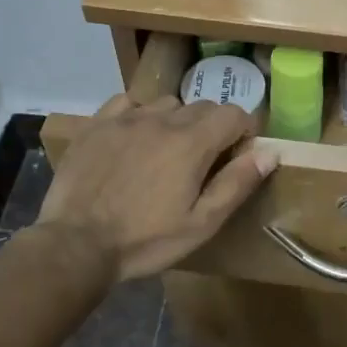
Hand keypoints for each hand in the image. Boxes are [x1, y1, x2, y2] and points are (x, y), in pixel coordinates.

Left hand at [37, 96, 275, 281]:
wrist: (76, 244)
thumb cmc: (145, 240)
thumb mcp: (201, 223)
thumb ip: (237, 183)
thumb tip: (269, 152)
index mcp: (192, 142)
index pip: (234, 114)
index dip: (243, 131)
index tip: (238, 155)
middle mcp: (162, 119)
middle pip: (202, 106)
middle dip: (213, 127)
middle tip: (204, 162)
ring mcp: (126, 118)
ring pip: (167, 104)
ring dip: (177, 121)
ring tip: (167, 151)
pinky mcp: (97, 124)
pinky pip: (128, 103)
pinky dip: (139, 114)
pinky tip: (134, 137)